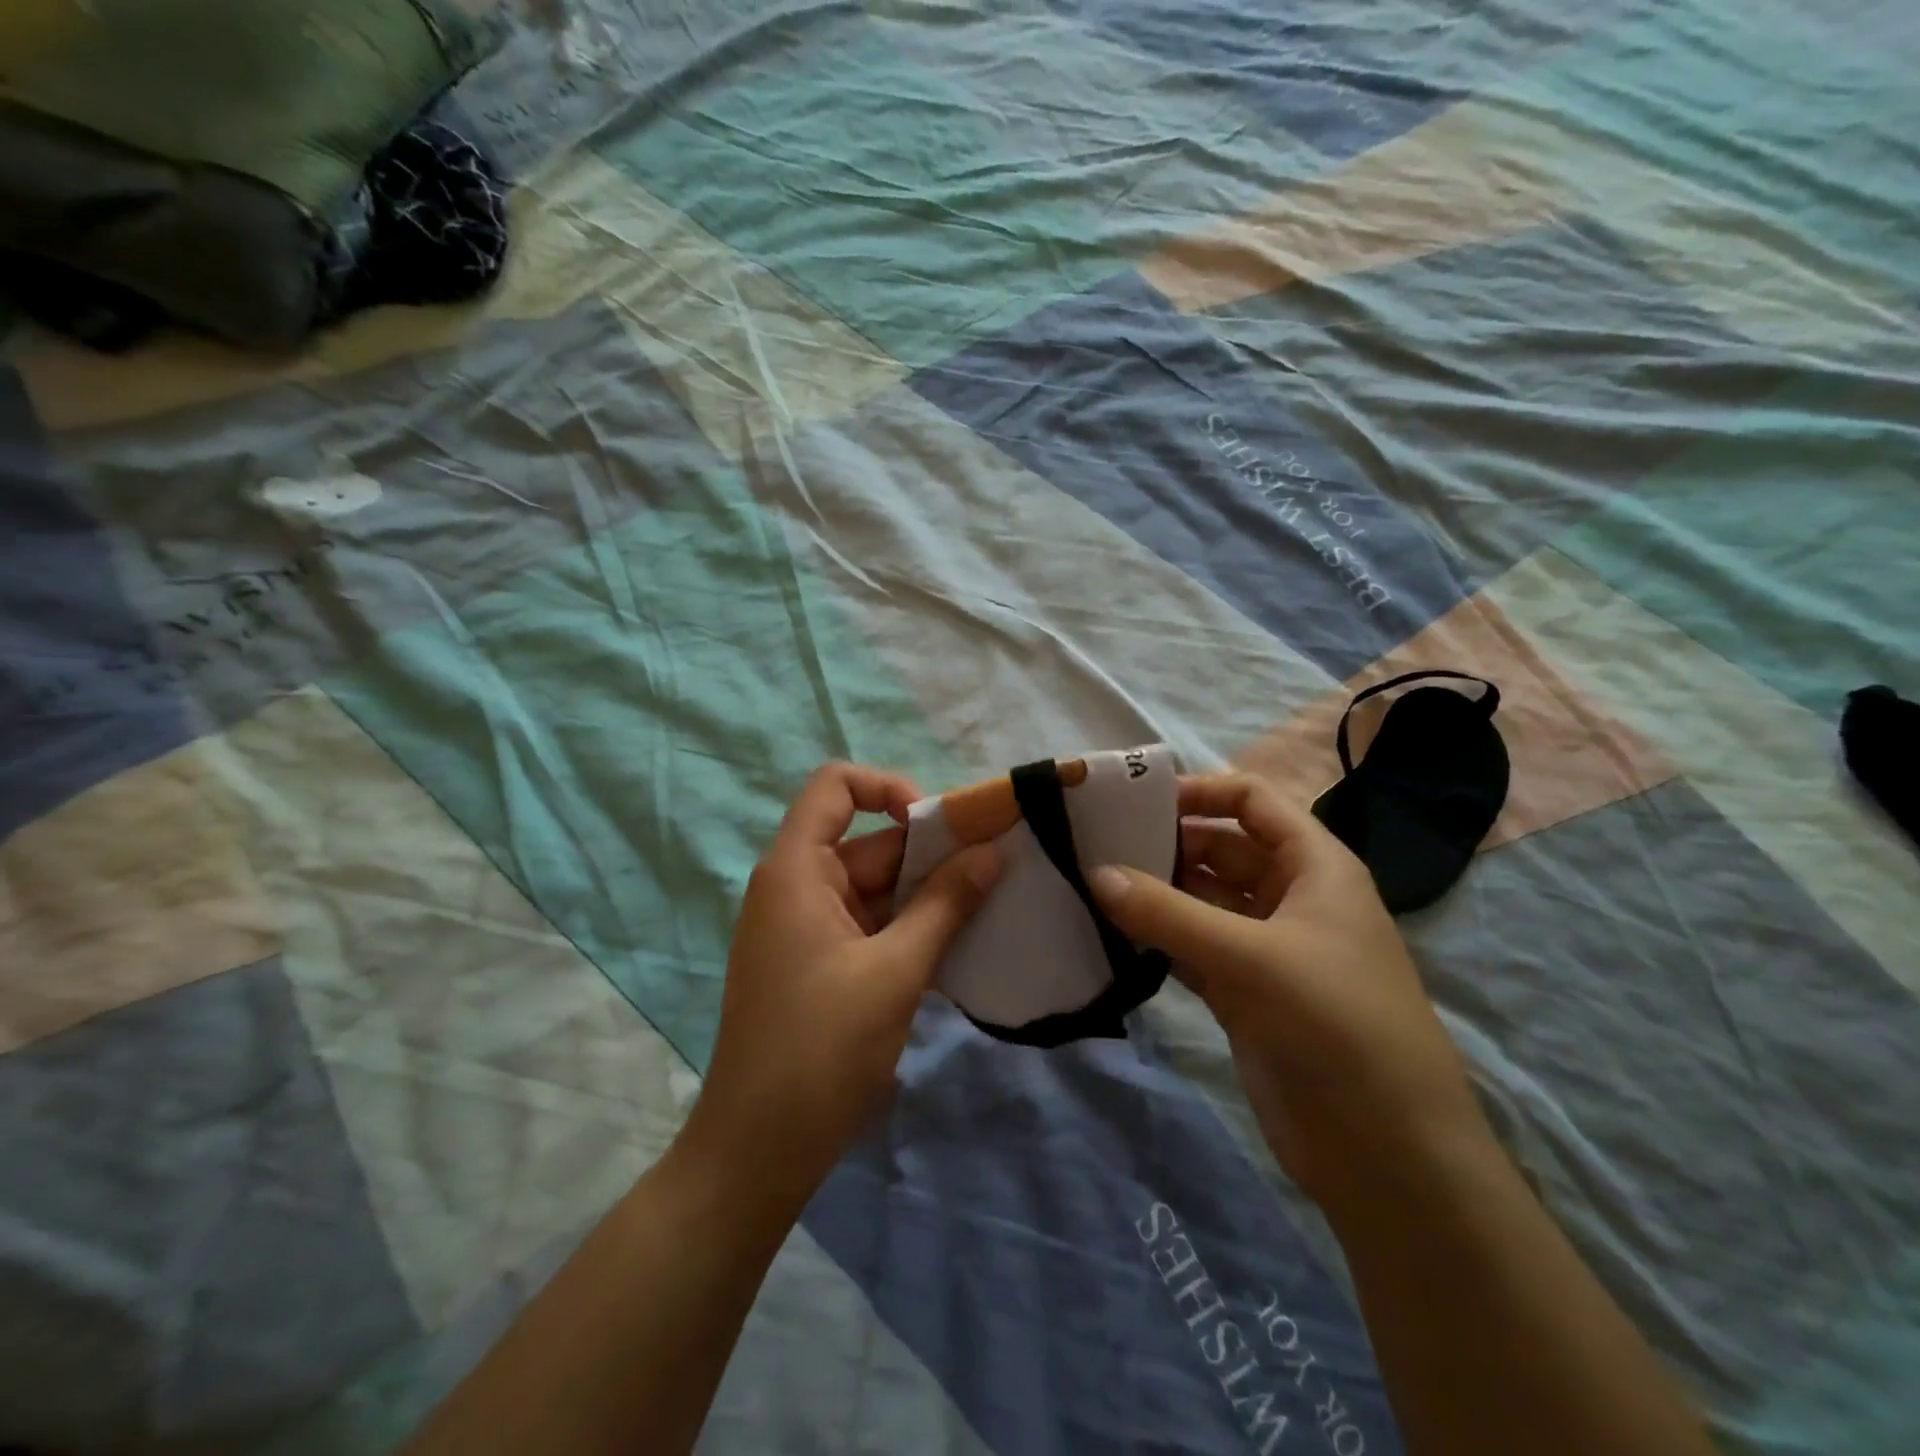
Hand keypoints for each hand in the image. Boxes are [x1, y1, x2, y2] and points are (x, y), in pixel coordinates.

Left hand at [684, 762, 999, 1199]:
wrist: (758, 1152)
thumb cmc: (821, 1049)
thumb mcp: (895, 971)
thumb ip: (946, 905)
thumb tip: (992, 853)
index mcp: (796, 869)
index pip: (836, 786)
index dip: (889, 788)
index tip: (941, 828)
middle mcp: (797, 886)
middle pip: (869, 841)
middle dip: (931, 853)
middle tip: (997, 871)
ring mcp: (808, 927)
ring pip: (877, 887)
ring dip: (928, 895)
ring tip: (990, 906)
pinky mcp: (820, 963)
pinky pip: (872, 924)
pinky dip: (910, 928)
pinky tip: (959, 945)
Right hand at [1089, 773, 1492, 1209]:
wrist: (1388, 1154)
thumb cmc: (1334, 1024)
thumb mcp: (1250, 957)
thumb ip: (1167, 913)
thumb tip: (1094, 873)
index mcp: (1314, 866)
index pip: (1253, 801)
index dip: (1200, 791)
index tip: (1136, 801)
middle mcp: (1290, 897)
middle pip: (1220, 848)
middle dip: (1165, 843)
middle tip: (1096, 845)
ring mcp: (1266, 948)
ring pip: (1201, 901)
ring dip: (1156, 893)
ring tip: (1092, 884)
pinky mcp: (1245, 993)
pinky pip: (1192, 949)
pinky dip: (1158, 941)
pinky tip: (1112, 936)